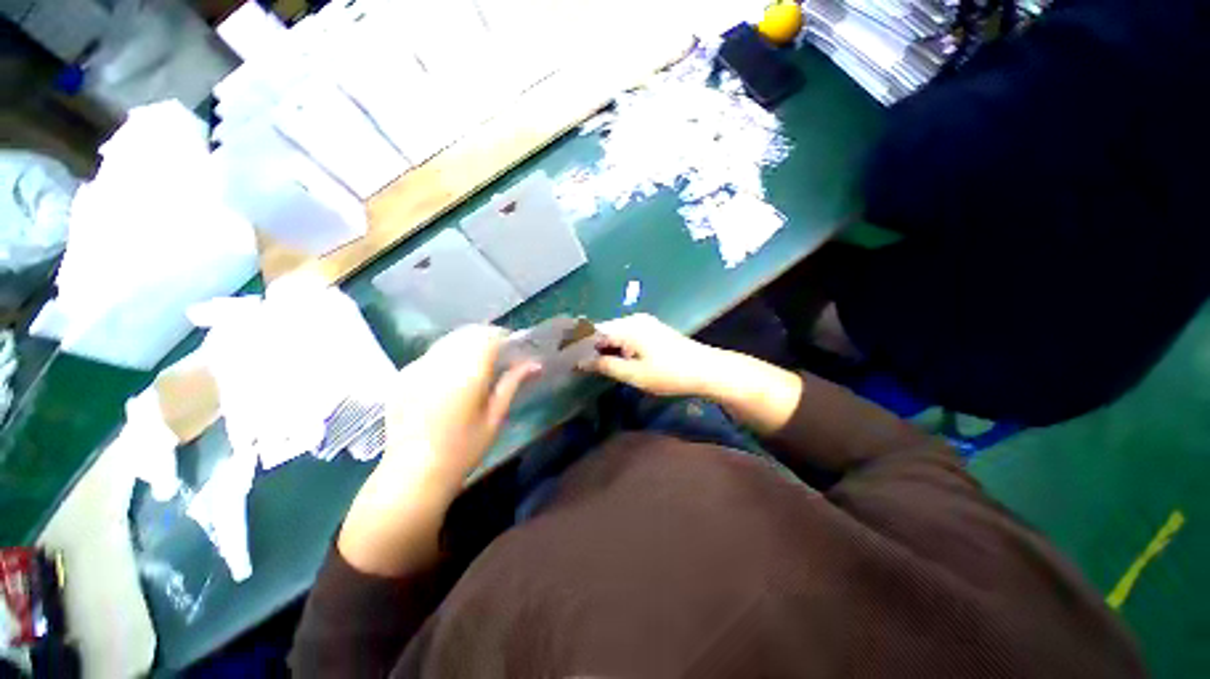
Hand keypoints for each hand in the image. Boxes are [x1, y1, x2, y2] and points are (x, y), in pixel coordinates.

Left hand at [382, 325, 539, 493]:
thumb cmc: (463, 450)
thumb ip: (512, 383)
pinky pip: (432, 353)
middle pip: (469, 333)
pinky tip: (451, 376)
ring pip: (449, 340)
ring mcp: (418, 367)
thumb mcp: (495, 417)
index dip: (506, 338)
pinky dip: (448, 355)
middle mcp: (441, 362)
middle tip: (501, 356)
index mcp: (467, 373)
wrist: (412, 474)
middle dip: (488, 338)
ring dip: (468, 344)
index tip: (517, 350)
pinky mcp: (403, 376)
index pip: (490, 337)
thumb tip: (535, 364)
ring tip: (478, 364)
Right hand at [578, 314, 720, 396]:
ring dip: (602, 346)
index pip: (594, 330)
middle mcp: (634, 320)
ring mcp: (644, 323)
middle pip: (603, 330)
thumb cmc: (670, 373)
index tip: (563, 355)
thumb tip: (582, 362)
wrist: (706, 369)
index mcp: (628, 327)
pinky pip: (625, 335)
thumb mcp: (635, 374)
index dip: (577, 342)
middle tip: (572, 362)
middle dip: (588, 345)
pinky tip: (609, 358)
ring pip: (614, 333)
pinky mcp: (651, 331)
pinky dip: (615, 346)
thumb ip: (607, 366)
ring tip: (586, 362)